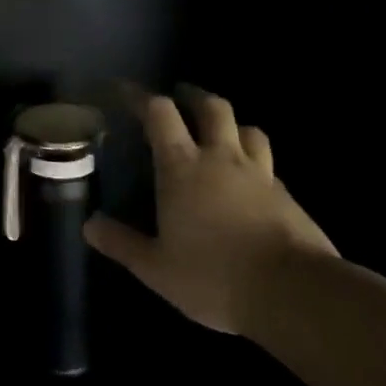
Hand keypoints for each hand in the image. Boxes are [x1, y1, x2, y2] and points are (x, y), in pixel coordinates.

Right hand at [84, 88, 335, 334]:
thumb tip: (89, 225)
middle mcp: (222, 159)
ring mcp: (261, 175)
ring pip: (248, 130)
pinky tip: (249, 182)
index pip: (159, 113)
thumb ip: (121, 243)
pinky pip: (269, 166)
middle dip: (193, 96)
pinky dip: (255, 162)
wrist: (295, 294)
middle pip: (212, 107)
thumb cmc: (214, 276)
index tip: (125, 91)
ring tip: (220, 133)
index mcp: (182, 167)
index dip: (140, 96)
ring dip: (231, 124)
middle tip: (180, 98)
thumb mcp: (156, 268)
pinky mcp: (289, 198)